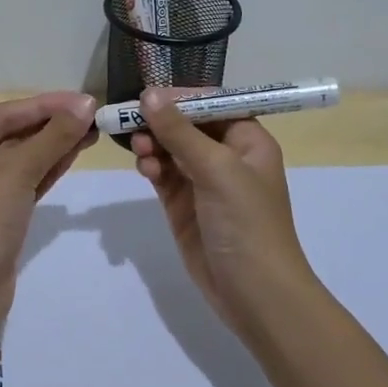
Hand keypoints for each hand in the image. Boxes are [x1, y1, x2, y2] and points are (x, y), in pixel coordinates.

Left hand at [0, 91, 97, 311]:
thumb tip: (85, 105)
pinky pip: (24, 183)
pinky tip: (73, 155)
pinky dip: (47, 170)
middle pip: (13, 136)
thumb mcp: (18, 170)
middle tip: (92, 116)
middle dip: (52, 126)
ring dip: (54, 146)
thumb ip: (53, 136)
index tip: (83, 100)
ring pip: (21, 161)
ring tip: (91, 132)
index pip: (4, 114)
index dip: (45, 105)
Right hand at [130, 87, 317, 329]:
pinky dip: (152, 167)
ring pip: (171, 149)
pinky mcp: (184, 206)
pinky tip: (144, 167)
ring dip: (153, 144)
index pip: (213, 104)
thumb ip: (180, 131)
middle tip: (132, 121)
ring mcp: (204, 183)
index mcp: (248, 142)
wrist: (255, 293)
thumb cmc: (246, 223)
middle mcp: (227, 157)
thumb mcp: (216, 169)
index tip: (149, 94)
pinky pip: (163, 175)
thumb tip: (149, 93)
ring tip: (140, 149)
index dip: (182, 97)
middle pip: (187, 125)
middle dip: (161, 121)